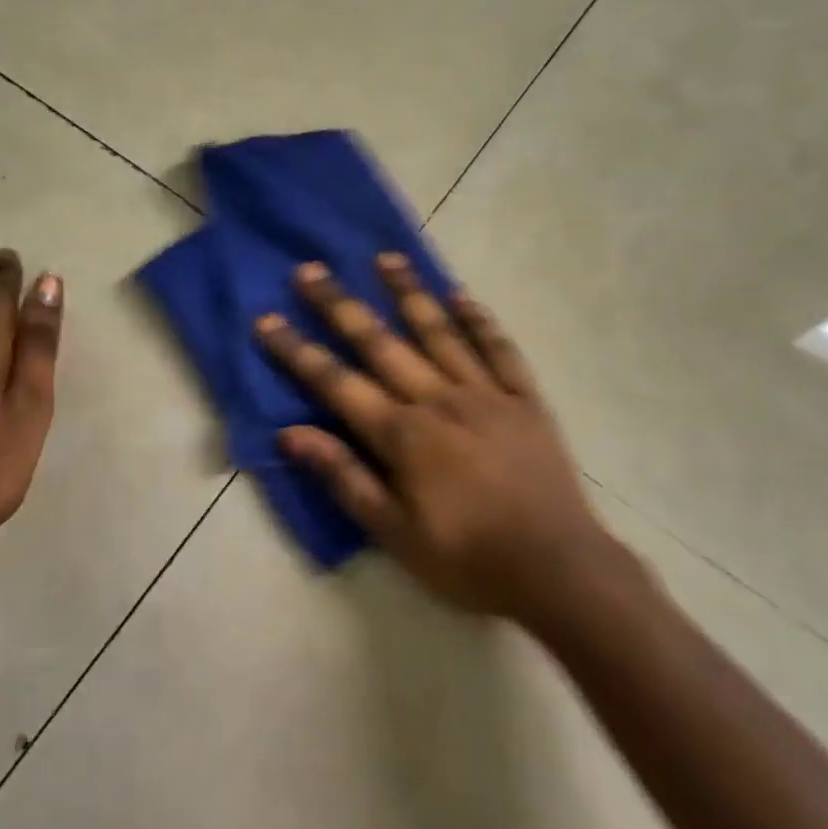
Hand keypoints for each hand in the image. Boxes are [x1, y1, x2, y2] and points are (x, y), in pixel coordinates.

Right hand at [255, 254, 604, 621]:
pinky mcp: (524, 399)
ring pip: (439, 332)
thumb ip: (343, 477)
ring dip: (409, 293)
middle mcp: (438, 399)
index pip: (336, 383)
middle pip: (380, 343)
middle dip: (340, 305)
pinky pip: (500, 349)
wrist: (559, 571)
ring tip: (386, 258)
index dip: (297, 352)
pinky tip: (461, 296)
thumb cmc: (468, 559)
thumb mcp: (394, 534)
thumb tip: (290, 434)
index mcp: (403, 434)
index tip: (267, 320)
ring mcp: (485, 393)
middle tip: (311, 269)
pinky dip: (480, 320)